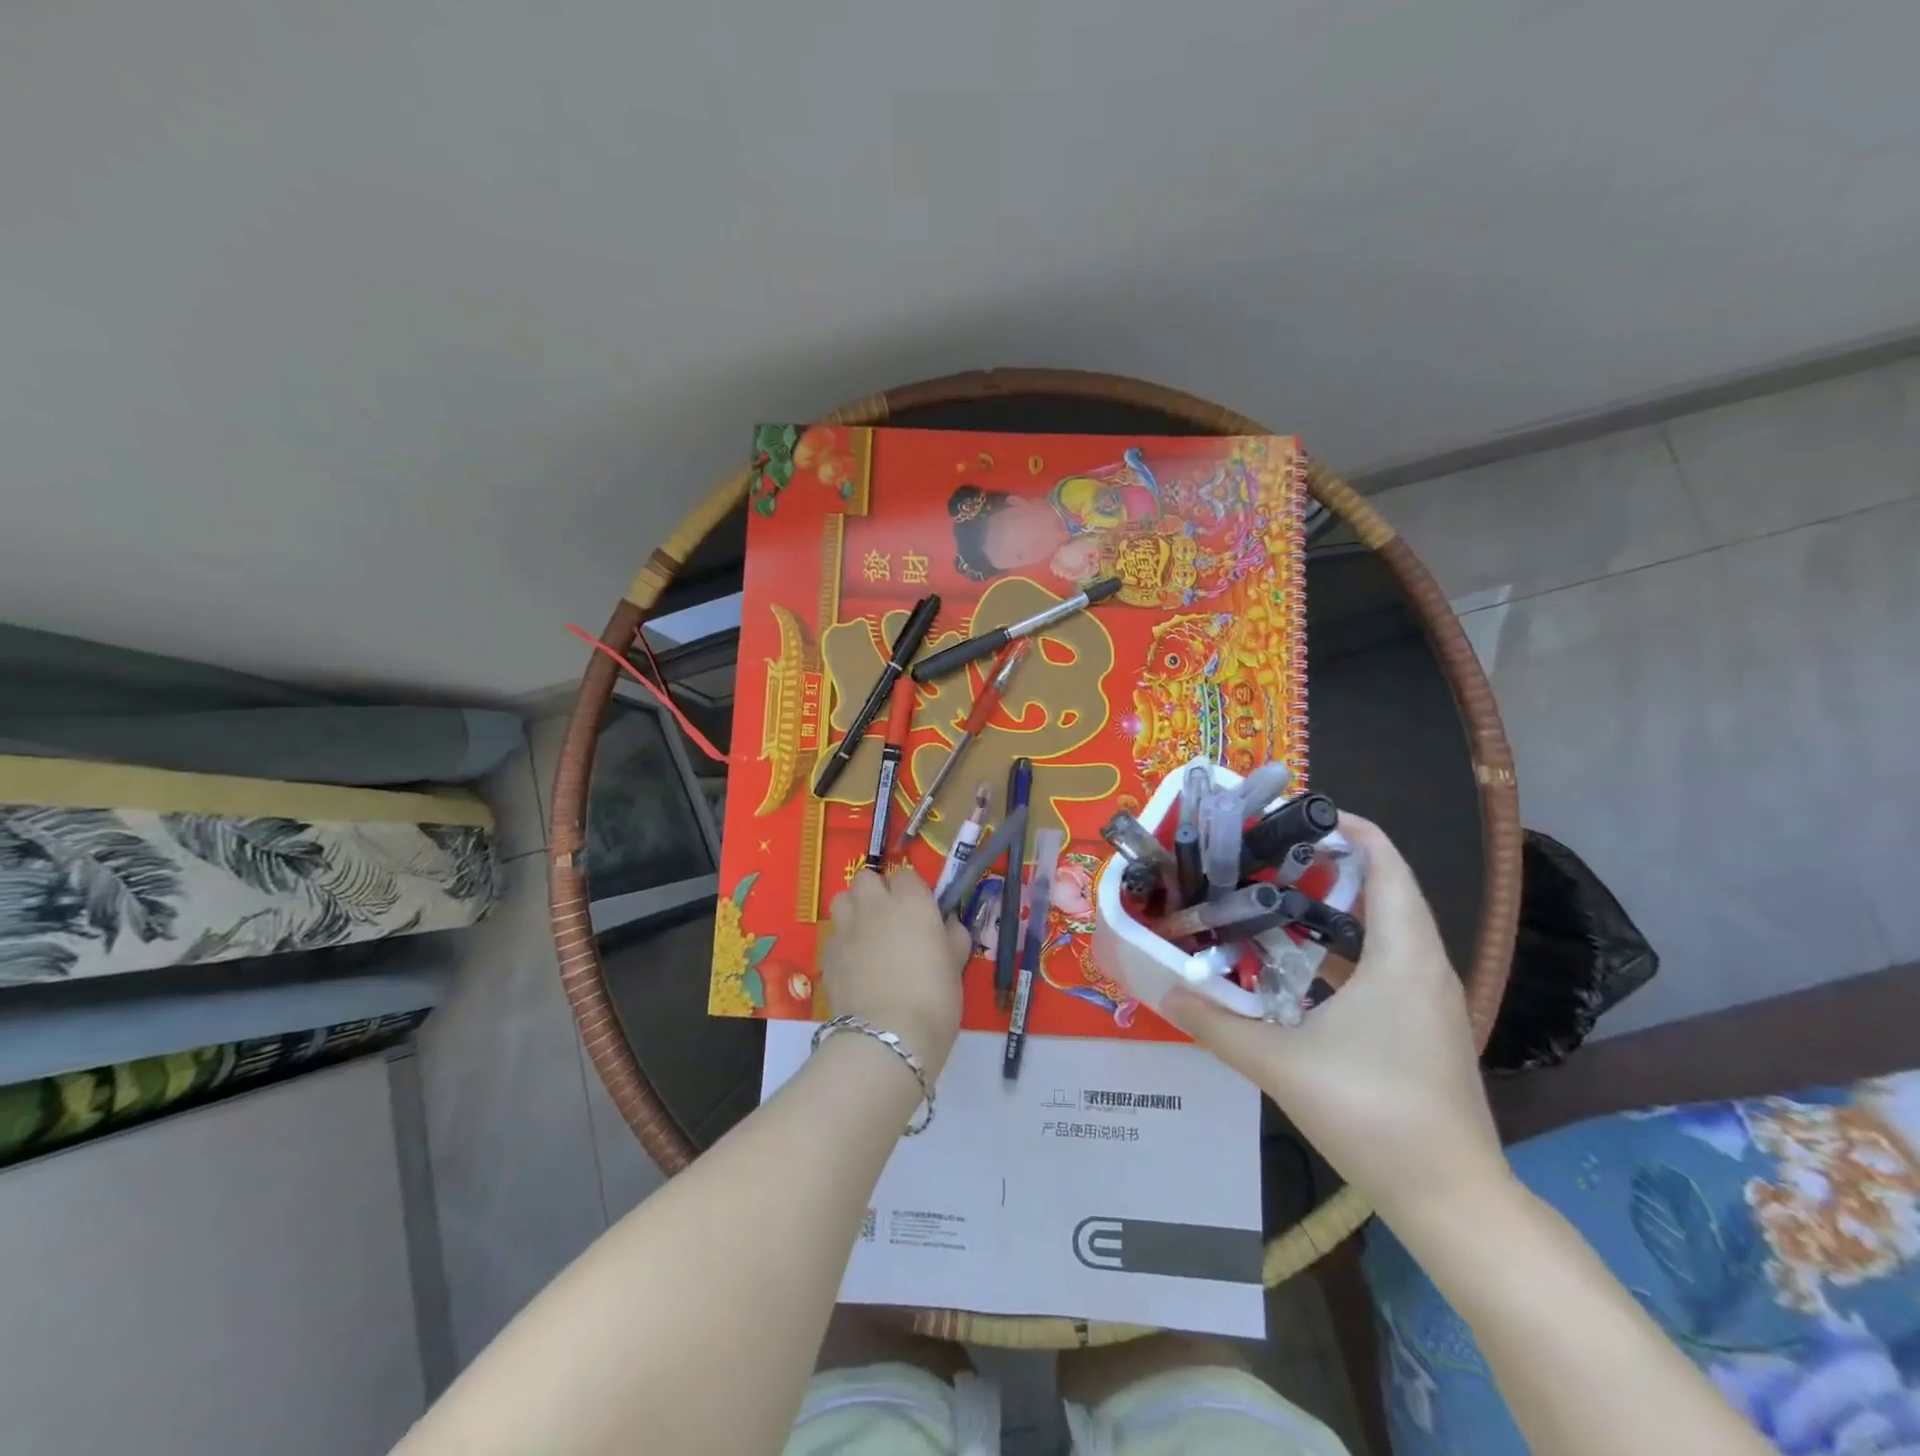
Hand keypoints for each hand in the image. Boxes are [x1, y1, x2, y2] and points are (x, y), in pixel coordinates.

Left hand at [822, 870, 971, 1080]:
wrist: (888, 1036)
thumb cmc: (934, 998)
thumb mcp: (956, 965)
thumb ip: (953, 937)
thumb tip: (948, 924)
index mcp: (912, 902)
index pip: (907, 874)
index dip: (912, 890)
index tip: (920, 911)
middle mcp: (876, 906)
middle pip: (866, 878)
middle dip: (876, 891)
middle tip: (890, 918)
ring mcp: (847, 929)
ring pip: (842, 899)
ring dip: (854, 909)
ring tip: (867, 934)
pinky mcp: (827, 954)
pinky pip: (833, 934)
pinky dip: (842, 941)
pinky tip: (854, 964)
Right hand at [1161, 814, 1510, 1224]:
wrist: (1452, 1199)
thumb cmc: (1372, 1113)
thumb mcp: (1280, 1064)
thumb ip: (1216, 1024)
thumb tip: (1165, 992)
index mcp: (1402, 956)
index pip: (1387, 866)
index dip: (1352, 830)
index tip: (1301, 814)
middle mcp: (1425, 967)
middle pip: (1389, 890)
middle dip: (1336, 863)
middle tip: (1272, 855)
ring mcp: (1432, 1000)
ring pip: (1391, 928)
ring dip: (1343, 905)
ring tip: (1280, 898)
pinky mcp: (1428, 1028)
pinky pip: (1390, 962)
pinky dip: (1350, 946)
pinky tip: (1305, 967)